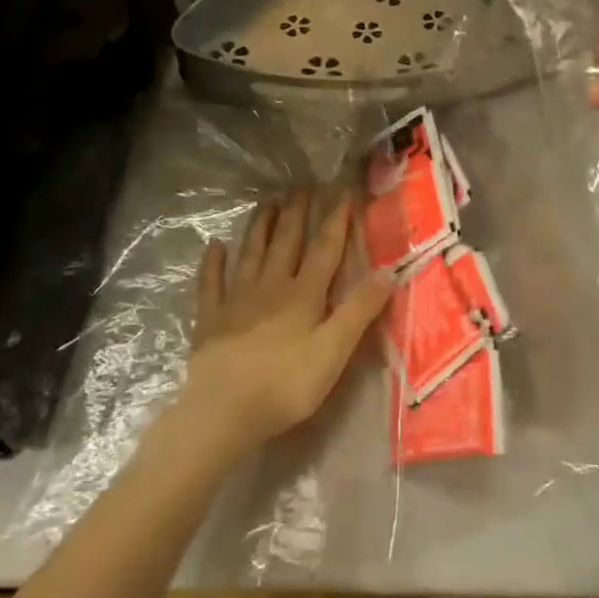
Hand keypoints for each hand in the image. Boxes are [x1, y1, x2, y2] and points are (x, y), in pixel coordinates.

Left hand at [178, 188, 391, 451]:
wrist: (223, 411)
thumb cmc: (286, 384)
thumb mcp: (334, 351)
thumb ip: (359, 310)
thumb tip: (388, 271)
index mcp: (303, 294)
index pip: (324, 249)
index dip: (336, 220)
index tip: (342, 192)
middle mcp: (271, 286)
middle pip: (286, 241)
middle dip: (296, 212)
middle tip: (301, 185)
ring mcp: (237, 300)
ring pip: (251, 252)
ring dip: (260, 225)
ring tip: (267, 200)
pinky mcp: (210, 319)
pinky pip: (211, 283)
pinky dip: (212, 263)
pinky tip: (214, 245)